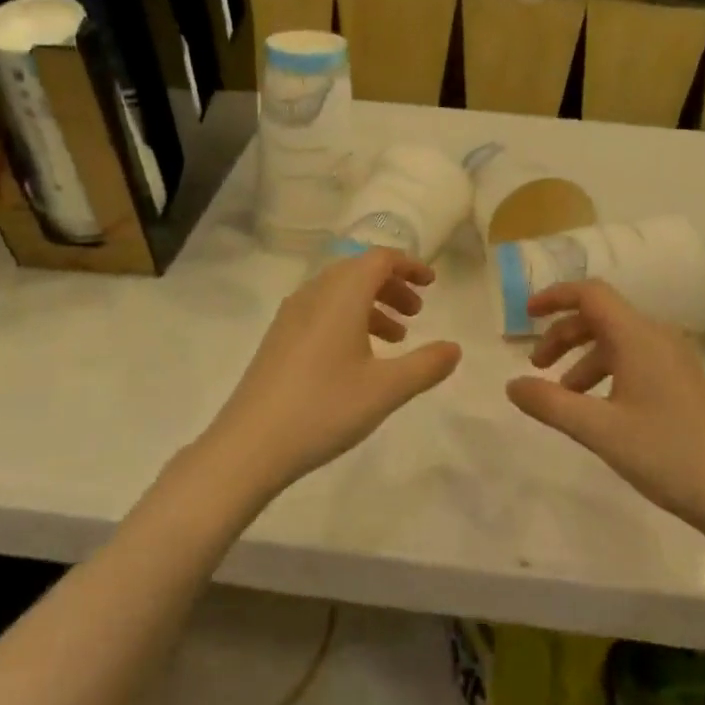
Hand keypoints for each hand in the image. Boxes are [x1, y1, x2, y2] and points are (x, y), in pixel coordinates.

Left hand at [205, 249, 461, 494]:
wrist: (249, 445)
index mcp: (340, 295)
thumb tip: (454, 348)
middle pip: (358, 271)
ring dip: (371, 304)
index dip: (408, 265)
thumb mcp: (386, 389)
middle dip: (392, 285)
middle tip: (417, 312)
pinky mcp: (278, 339)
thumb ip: (426, 365)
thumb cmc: (324, 408)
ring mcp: (291, 316)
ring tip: (395, 338)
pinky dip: (348, 319)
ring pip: (338, 292)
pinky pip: (321, 311)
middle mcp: (313, 294)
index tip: (431, 284)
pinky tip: (358, 358)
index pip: (379, 259)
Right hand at [506, 279, 704, 530]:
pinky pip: (634, 359)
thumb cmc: (665, 454)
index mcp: (638, 337)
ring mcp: (673, 359)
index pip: (590, 294)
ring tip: (562, 396)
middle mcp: (657, 337)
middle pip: (600, 317)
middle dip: (563, 335)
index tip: (526, 315)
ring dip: (582, 358)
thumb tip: (512, 385)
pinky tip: (597, 408)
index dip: (555, 296)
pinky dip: (605, 372)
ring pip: (616, 341)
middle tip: (537, 367)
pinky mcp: (681, 381)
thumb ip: (550, 404)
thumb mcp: (598, 430)